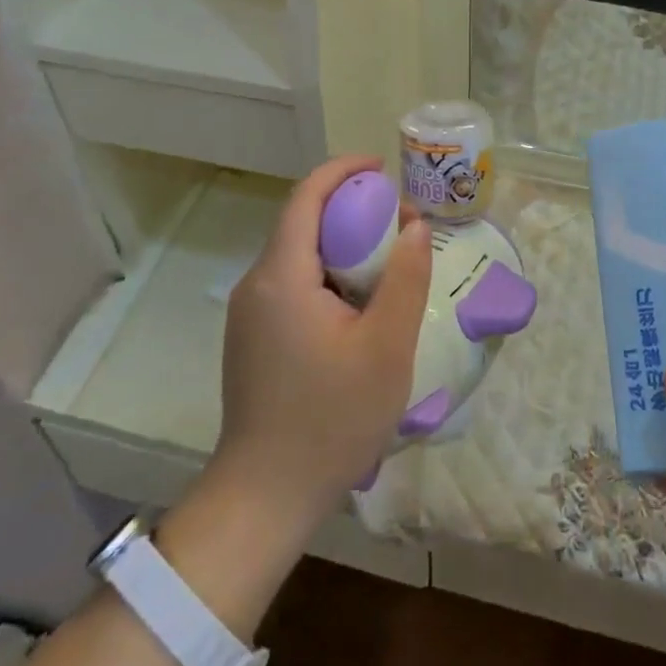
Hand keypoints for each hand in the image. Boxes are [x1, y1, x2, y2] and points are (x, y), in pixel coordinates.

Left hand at [213, 156, 431, 533]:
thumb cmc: (332, 419)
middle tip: (400, 221)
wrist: (266, 497)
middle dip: (351, 208)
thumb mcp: (386, 346)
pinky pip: (293, 282)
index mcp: (282, 276)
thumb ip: (406, 277)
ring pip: (298, 254)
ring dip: (342, 243)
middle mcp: (257, 284)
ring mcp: (250, 313)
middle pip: (302, 222)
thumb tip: (415, 225)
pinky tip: (359, 302)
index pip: (306, 196)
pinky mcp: (253, 338)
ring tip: (388, 260)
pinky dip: (328, 272)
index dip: (343, 171)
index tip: (382, 168)